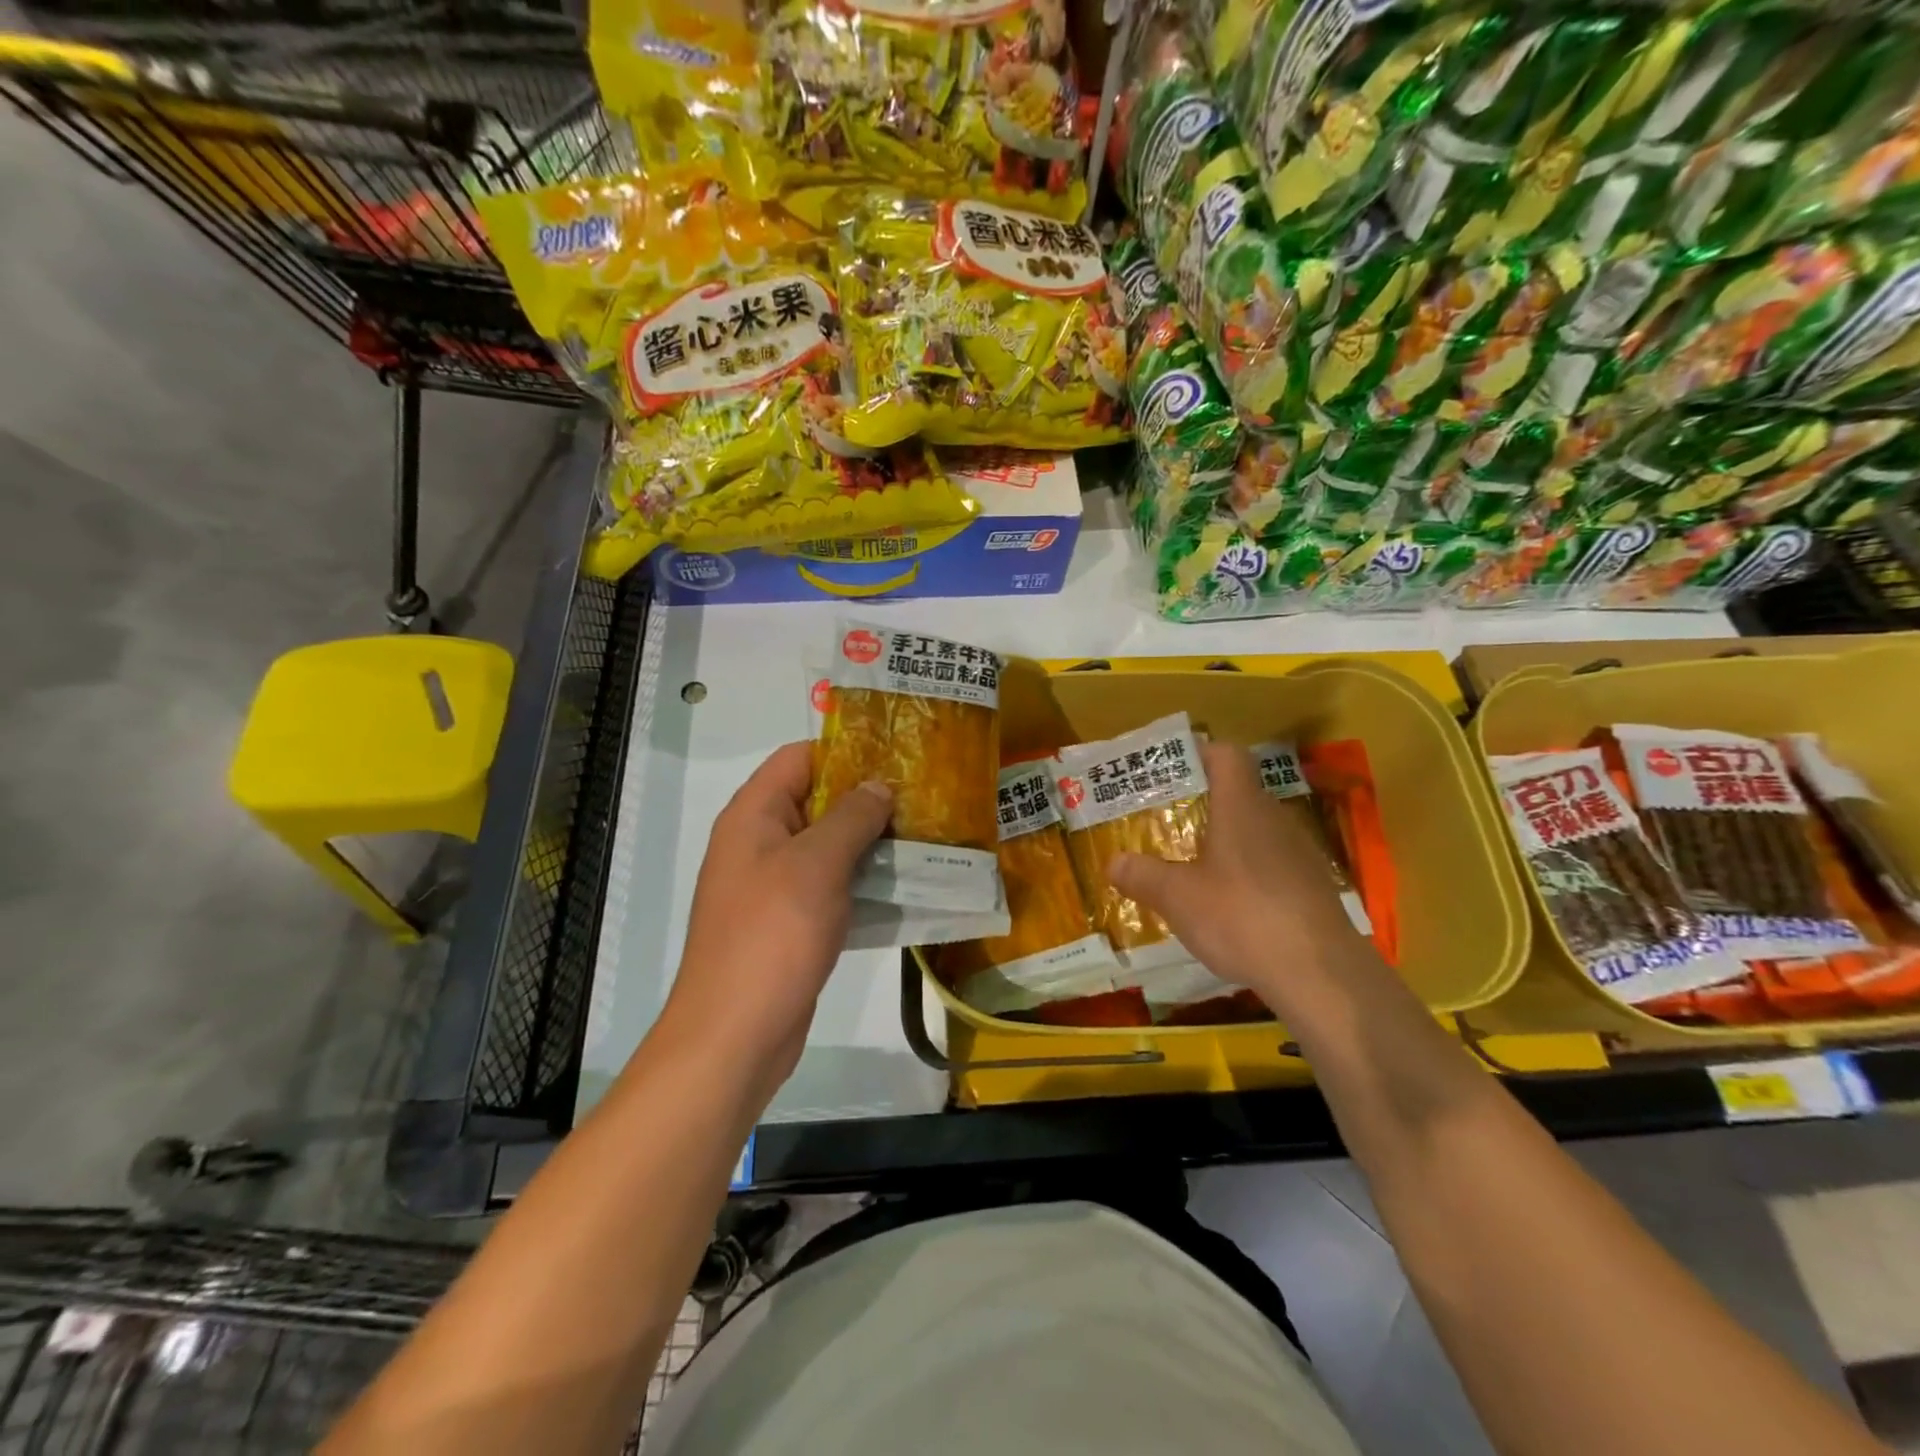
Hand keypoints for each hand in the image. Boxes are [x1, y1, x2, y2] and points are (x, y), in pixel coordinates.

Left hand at [662, 743, 891, 1095]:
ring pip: (828, 847)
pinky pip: (830, 887)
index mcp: (754, 815)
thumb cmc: (773, 935)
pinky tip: (905, 885)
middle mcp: (760, 842)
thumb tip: (878, 786)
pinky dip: (862, 881)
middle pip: (816, 801)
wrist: (735, 1034)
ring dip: (870, 842)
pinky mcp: (790, 922)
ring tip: (925, 835)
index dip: (845, 751)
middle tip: (923, 798)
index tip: (897, 757)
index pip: (799, 758)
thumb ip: (851, 817)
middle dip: (867, 799)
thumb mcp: (817, 864)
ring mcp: (774, 885)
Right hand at [1107, 739, 1369, 1018]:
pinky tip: (1229, 903)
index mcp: (1241, 806)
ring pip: (1256, 830)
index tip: (1170, 768)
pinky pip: (1272, 863)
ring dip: (1226, 839)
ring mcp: (1299, 853)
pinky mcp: (1313, 887)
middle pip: (1239, 792)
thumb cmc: (1241, 917)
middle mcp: (1274, 818)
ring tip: (1191, 863)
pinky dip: (1247, 871)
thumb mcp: (1178, 898)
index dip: (1199, 752)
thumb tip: (1113, 862)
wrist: (1321, 973)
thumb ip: (1143, 876)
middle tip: (1166, 821)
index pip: (1226, 754)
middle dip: (1202, 802)